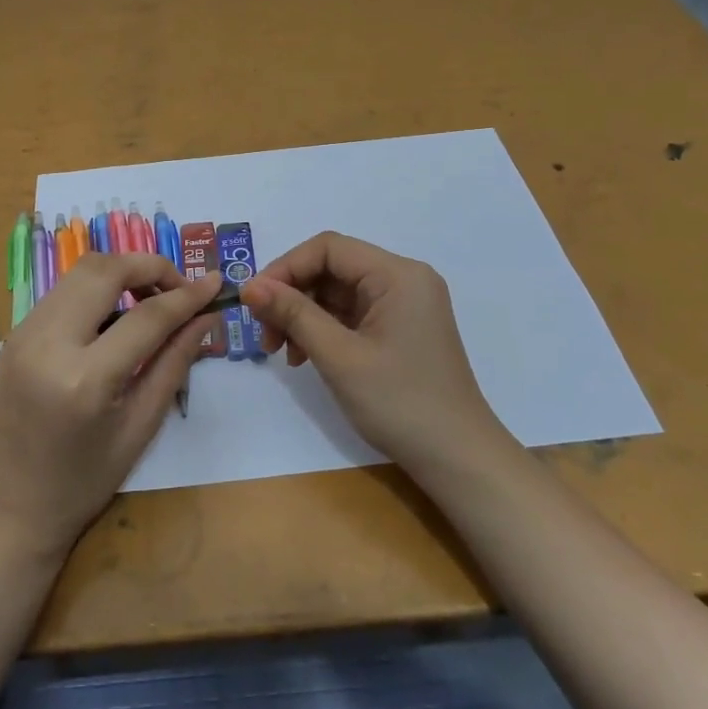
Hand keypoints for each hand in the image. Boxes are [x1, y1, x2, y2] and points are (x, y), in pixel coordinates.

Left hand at [0, 254, 220, 558]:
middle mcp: (48, 342)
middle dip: (151, 266)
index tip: (216, 283)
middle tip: (180, 289)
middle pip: (106, 270)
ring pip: (81, 271)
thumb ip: (174, 363)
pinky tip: (117, 314)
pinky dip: (98, 288)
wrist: (7, 510)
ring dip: (123, 273)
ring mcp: (24, 333)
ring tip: (152, 300)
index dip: (187, 295)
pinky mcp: (15, 333)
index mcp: (84, 379)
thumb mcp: (140, 427)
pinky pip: (64, 290)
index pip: (147, 316)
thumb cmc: (82, 483)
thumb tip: (206, 317)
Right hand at [241, 231, 500, 474]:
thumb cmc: (400, 403)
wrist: (458, 460)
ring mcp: (404, 305)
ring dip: (303, 316)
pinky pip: (351, 314)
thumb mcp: (339, 356)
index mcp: (397, 274)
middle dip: (292, 296)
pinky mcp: (400, 329)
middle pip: (332, 268)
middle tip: (264, 334)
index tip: (253, 302)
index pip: (328, 248)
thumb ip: (293, 314)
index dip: (285, 268)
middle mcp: (403, 280)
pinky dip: (323, 330)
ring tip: (281, 352)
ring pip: (337, 293)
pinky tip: (304, 357)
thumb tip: (249, 286)